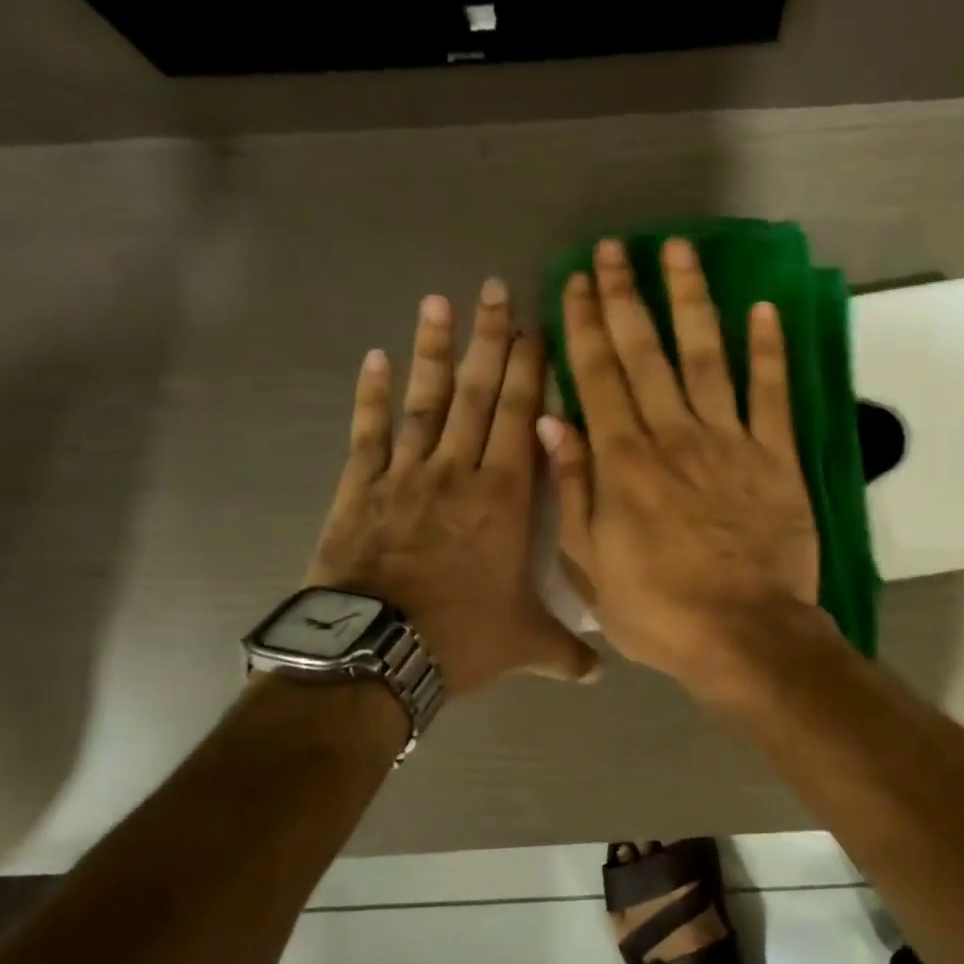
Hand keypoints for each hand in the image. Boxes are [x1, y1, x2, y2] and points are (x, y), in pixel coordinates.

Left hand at [307, 280, 597, 697]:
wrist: (377, 651)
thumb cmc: (463, 637)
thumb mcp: (525, 645)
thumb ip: (565, 653)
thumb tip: (601, 674)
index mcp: (505, 499)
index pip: (521, 419)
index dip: (530, 370)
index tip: (535, 327)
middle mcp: (459, 473)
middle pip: (477, 394)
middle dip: (489, 341)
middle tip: (495, 289)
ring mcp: (407, 476)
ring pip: (425, 402)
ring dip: (433, 350)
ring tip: (439, 300)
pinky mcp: (362, 490)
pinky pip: (369, 433)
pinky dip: (372, 395)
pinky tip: (375, 358)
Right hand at [541, 238, 821, 700]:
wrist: (745, 636)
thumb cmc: (660, 612)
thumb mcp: (591, 566)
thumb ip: (572, 491)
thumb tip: (552, 423)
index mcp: (624, 463)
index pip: (598, 377)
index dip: (585, 325)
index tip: (575, 281)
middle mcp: (673, 436)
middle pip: (646, 353)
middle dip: (626, 297)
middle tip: (614, 249)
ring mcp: (729, 443)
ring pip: (707, 357)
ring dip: (691, 301)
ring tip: (679, 251)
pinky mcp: (776, 458)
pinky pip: (773, 394)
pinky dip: (769, 351)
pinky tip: (764, 310)